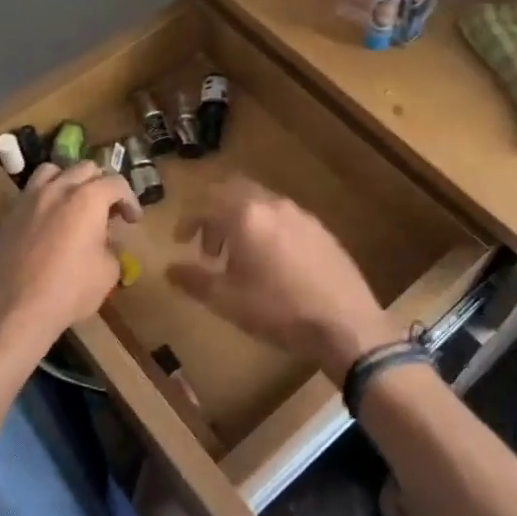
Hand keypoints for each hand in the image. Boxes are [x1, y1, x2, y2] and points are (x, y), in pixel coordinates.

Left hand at [0, 162, 140, 362]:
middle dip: (102, 185)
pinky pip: (32, 193)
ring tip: (75, 204)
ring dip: (69, 181)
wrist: (14, 309)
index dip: (130, 200)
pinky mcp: (10, 215)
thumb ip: (111, 248)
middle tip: (107, 211)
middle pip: (85, 169)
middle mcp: (58, 189)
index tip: (132, 220)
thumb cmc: (69, 290)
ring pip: (53, 171)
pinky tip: (51, 222)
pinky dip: (47, 197)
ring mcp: (30, 199)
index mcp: (88, 198)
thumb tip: (104, 243)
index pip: (116, 184)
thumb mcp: (107, 273)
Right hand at [167, 177, 401, 380]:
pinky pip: (281, 215)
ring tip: (236, 256)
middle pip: (232, 191)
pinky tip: (270, 261)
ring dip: (239, 219)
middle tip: (206, 245)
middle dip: (213, 212)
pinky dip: (264, 226)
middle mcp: (272, 205)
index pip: (205, 204)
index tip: (179, 240)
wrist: (346, 324)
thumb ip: (195, 280)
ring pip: (259, 202)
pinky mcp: (320, 228)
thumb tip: (170, 269)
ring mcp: (300, 214)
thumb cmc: (280, 311)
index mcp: (246, 216)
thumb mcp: (229, 301)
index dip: (187, 220)